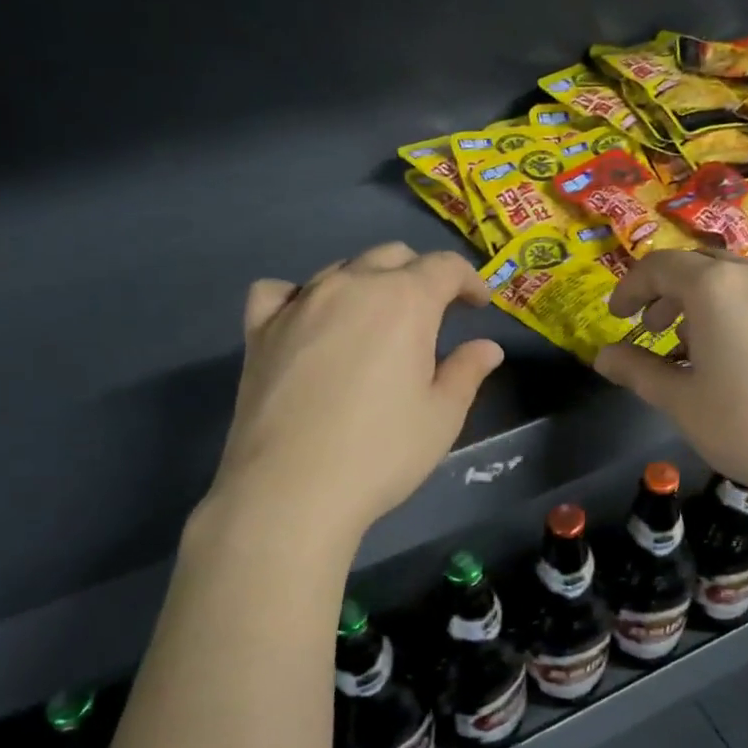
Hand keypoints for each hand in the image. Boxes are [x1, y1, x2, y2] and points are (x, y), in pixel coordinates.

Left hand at [205, 243, 503, 543]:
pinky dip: (302, 296)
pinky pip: (282, 292)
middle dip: (420, 275)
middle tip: (433, 312)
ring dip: (369, 283)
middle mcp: (351, 286)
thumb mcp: (442, 416)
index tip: (479, 304)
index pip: (444, 267)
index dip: (469, 280)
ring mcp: (300, 303)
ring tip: (377, 319)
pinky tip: (309, 320)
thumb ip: (467, 371)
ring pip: (341, 269)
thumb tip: (487, 347)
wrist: (291, 490)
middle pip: (392, 257)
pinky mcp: (260, 329)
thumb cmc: (381, 452)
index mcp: (404, 301)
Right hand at [594, 251, 747, 512]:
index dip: (631, 287)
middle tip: (651, 329)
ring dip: (702, 302)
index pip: (660, 266)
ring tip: (692, 346)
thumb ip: (636, 370)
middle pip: (699, 266)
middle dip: (667, 292)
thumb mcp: (679, 400)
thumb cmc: (745, 426)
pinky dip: (736, 312)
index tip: (617, 316)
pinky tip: (738, 358)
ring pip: (734, 280)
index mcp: (716, 288)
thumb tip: (602, 357)